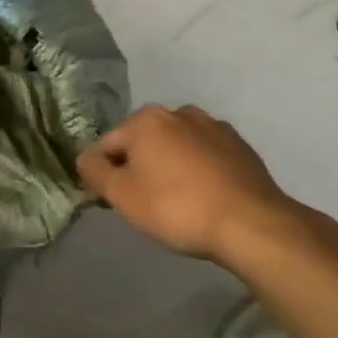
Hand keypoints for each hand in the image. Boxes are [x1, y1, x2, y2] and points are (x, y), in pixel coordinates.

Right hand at [78, 104, 326, 262]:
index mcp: (145, 119)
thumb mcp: (121, 195)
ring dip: (169, 165)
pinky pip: (205, 155)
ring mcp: (213, 127)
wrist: (252, 225)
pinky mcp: (241, 147)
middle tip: (144, 202)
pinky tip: (204, 197)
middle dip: (138, 166)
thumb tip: (85, 159)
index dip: (104, 173)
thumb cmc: (176, 207)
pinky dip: (198, 170)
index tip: (113, 200)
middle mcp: (178, 112)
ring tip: (177, 201)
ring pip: (175, 146)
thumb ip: (94, 172)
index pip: (107, 145)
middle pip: (142, 141)